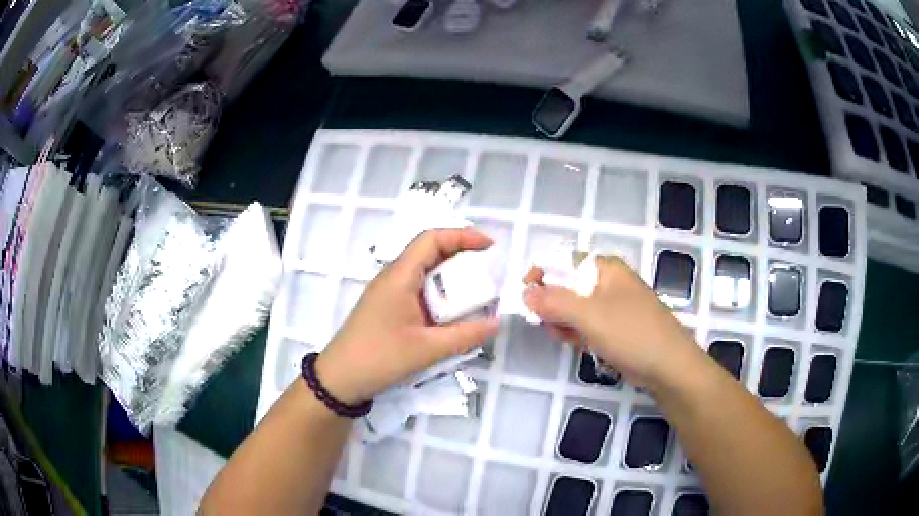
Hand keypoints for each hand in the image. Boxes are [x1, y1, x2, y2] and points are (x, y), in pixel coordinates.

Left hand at [315, 228, 499, 404]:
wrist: (340, 378)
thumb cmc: (380, 357)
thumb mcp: (427, 348)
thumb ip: (465, 335)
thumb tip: (497, 323)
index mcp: (400, 275)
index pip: (432, 239)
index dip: (463, 236)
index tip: (490, 246)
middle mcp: (393, 276)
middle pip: (430, 252)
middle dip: (461, 256)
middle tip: (489, 272)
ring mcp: (389, 292)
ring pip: (425, 272)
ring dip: (451, 278)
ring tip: (477, 292)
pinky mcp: (388, 307)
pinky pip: (418, 290)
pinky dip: (439, 294)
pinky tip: (452, 313)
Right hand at [523, 256, 697, 386]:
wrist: (667, 366)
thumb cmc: (630, 332)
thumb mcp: (588, 315)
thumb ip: (554, 302)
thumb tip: (525, 293)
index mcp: (605, 268)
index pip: (563, 261)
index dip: (541, 276)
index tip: (526, 298)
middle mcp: (608, 282)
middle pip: (567, 286)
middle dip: (553, 306)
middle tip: (551, 325)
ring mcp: (613, 306)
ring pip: (575, 309)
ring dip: (565, 323)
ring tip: (570, 338)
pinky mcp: (615, 327)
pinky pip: (587, 325)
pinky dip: (579, 334)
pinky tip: (581, 345)